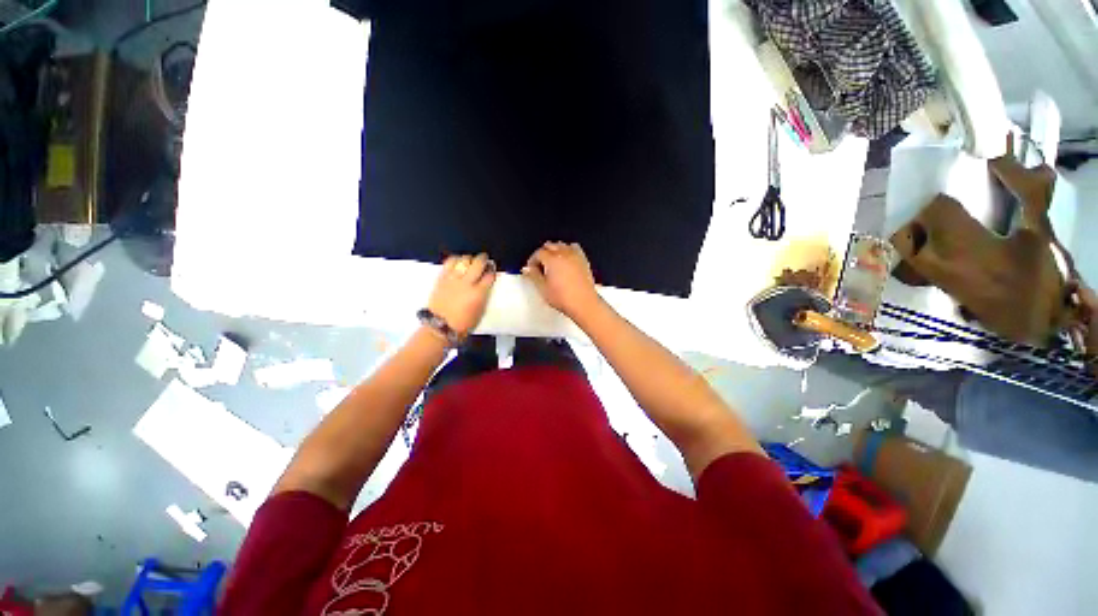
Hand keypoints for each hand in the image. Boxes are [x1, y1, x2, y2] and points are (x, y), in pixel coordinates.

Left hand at [427, 253, 496, 334]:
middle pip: (478, 264)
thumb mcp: (480, 311)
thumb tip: (485, 285)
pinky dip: (455, 259)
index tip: (492, 270)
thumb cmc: (464, 324)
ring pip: (463, 260)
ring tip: (470, 260)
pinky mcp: (442, 278)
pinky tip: (458, 262)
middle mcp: (467, 283)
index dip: (492, 271)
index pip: (489, 276)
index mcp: (478, 294)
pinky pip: (449, 263)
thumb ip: (484, 296)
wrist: (440, 326)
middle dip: (483, 259)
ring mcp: (453, 279)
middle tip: (484, 259)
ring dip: (469, 258)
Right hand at [522, 242, 601, 318]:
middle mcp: (564, 254)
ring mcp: (575, 256)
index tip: (531, 269)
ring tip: (552, 263)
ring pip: (562, 245)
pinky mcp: (584, 260)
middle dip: (542, 254)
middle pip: (550, 246)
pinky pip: (574, 248)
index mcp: (552, 259)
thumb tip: (527, 269)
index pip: (538, 253)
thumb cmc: (564, 298)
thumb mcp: (543, 288)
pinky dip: (568, 250)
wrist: (584, 303)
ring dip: (555, 250)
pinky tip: (566, 260)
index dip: (532, 260)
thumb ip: (533, 276)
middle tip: (539, 266)